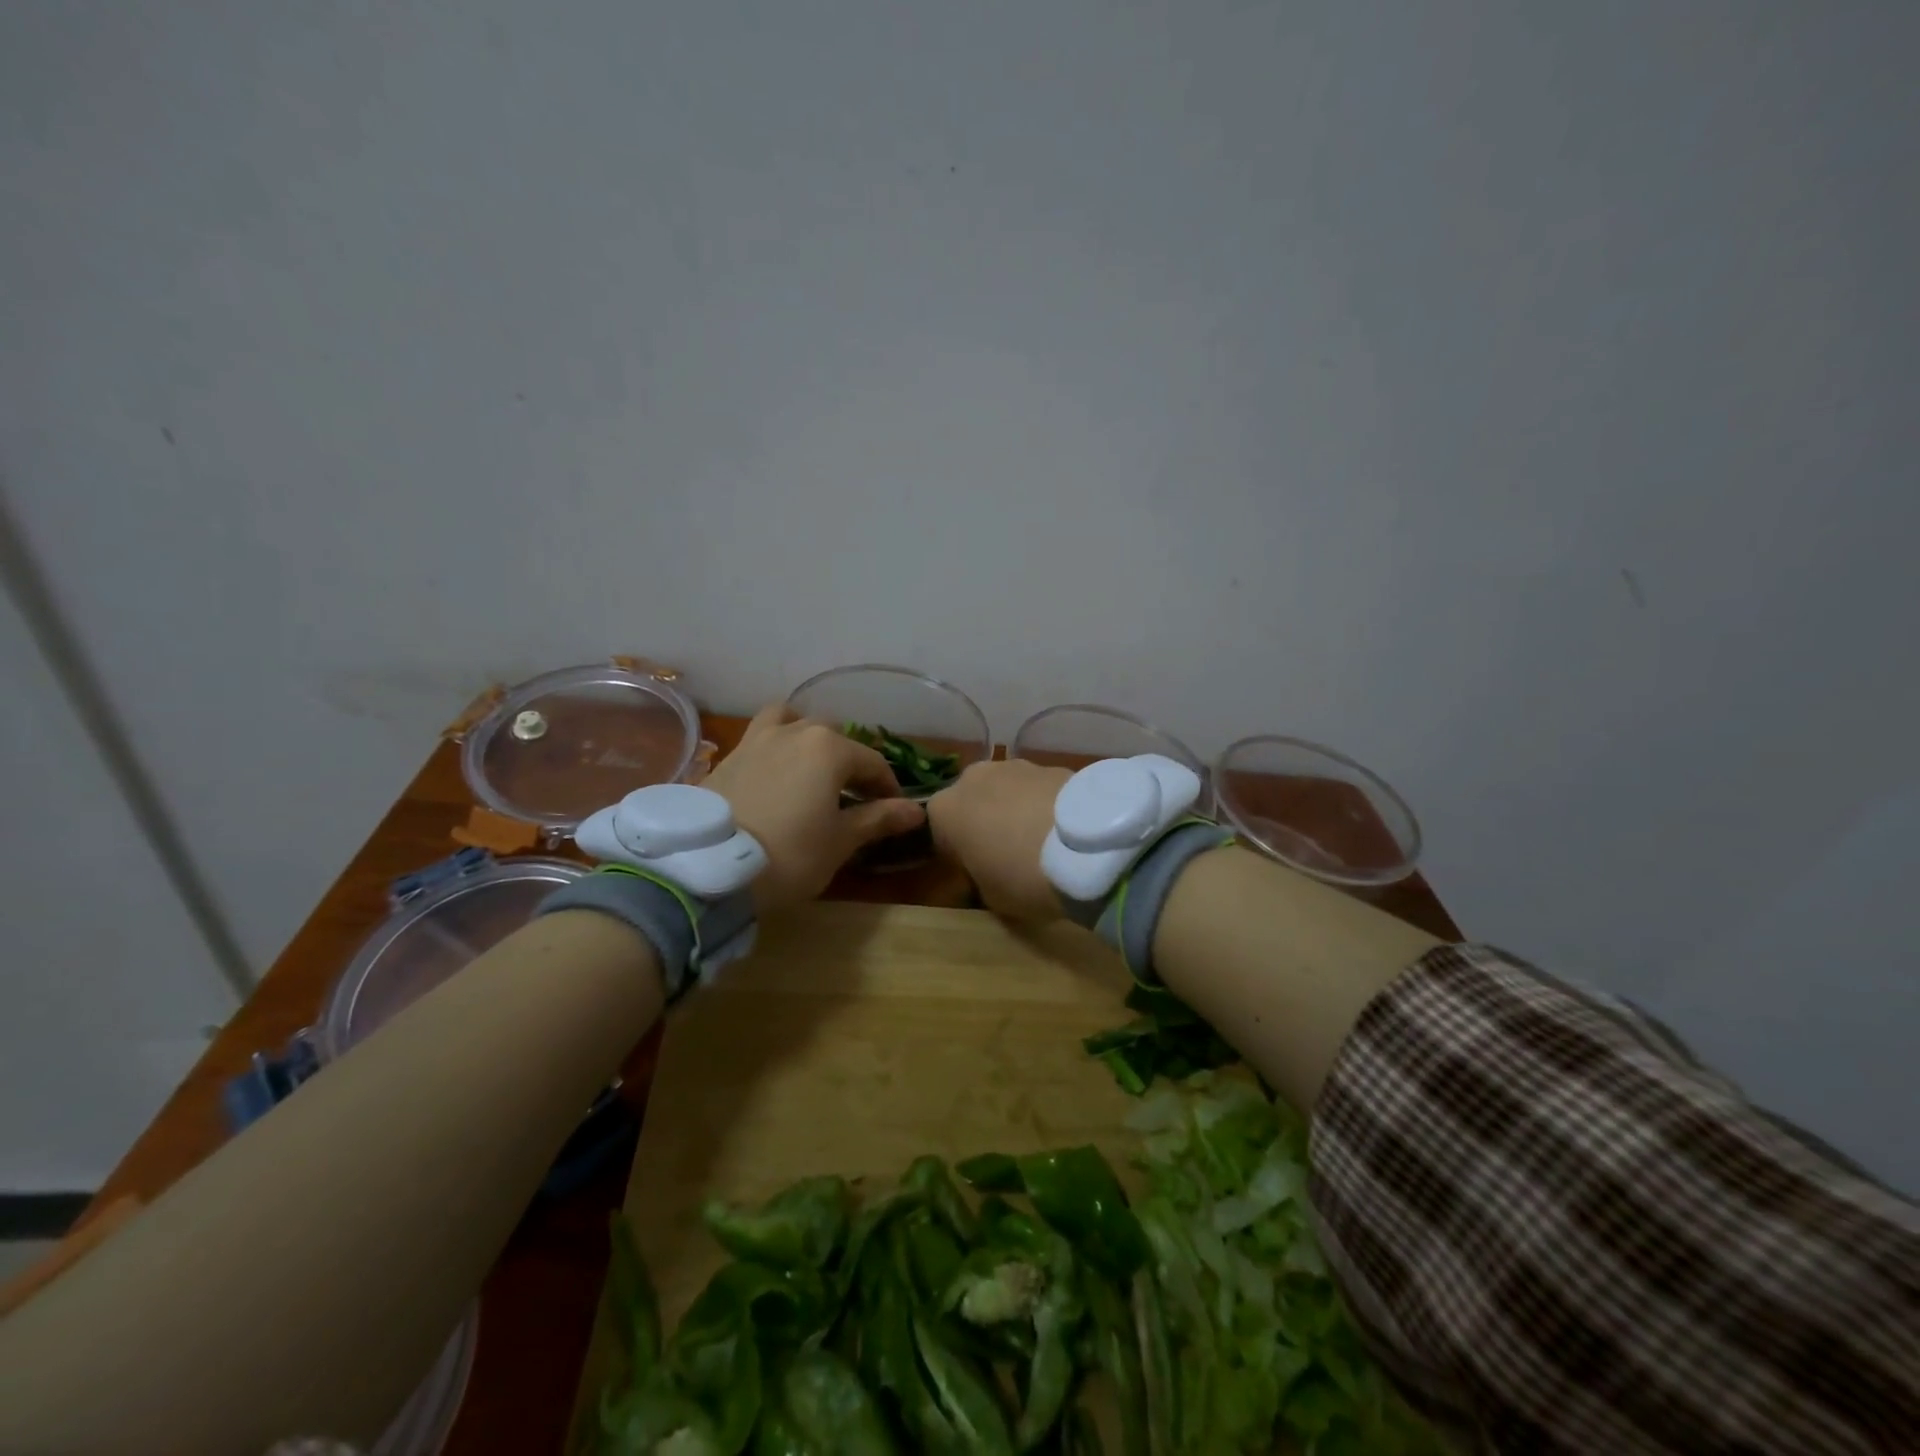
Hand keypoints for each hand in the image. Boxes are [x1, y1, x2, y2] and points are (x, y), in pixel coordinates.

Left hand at [704, 704, 923, 913]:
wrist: (708, 868)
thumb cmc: (790, 854)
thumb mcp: (840, 841)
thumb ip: (878, 818)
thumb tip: (918, 810)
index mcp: (829, 748)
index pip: (872, 762)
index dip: (887, 787)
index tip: (893, 810)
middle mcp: (794, 732)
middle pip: (832, 735)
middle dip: (847, 760)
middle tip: (851, 795)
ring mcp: (756, 740)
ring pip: (790, 721)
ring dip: (805, 737)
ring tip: (807, 767)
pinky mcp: (727, 757)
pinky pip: (759, 740)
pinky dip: (773, 750)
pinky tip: (772, 779)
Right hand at [928, 759, 1071, 921]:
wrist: (1084, 847)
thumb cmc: (1021, 876)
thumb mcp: (989, 897)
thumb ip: (979, 878)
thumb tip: (989, 873)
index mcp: (944, 810)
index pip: (939, 832)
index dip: (957, 854)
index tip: (976, 873)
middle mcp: (972, 778)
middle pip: (973, 802)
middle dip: (985, 823)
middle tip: (1008, 855)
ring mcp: (1014, 765)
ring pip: (1006, 791)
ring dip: (1015, 811)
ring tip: (1040, 842)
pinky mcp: (1052, 764)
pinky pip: (1038, 790)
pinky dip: (1044, 805)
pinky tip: (1063, 831)